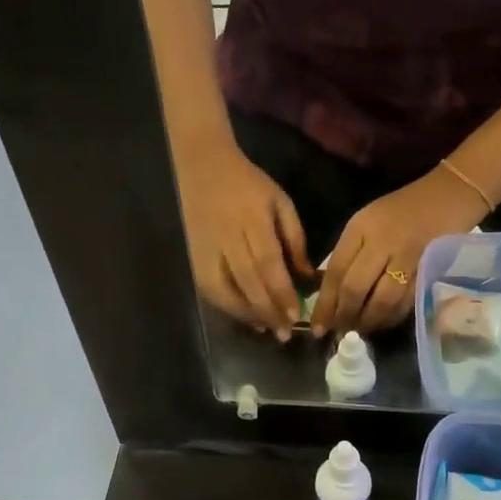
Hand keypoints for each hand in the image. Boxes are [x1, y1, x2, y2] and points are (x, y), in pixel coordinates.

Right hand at [175, 138, 311, 336]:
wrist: (204, 166)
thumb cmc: (249, 185)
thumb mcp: (280, 202)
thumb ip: (294, 239)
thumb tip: (307, 277)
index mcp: (253, 219)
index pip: (268, 262)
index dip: (282, 291)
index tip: (297, 315)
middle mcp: (227, 236)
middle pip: (247, 280)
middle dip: (267, 309)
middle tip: (284, 333)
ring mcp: (206, 248)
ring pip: (224, 288)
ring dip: (246, 313)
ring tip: (266, 328)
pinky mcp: (193, 256)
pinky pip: (209, 288)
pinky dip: (227, 306)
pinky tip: (245, 317)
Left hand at [314, 168, 484, 334]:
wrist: (447, 196)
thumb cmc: (399, 210)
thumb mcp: (365, 222)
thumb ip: (348, 254)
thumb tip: (331, 294)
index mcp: (361, 228)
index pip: (336, 272)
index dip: (325, 304)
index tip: (317, 327)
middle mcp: (382, 243)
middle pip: (356, 289)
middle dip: (344, 317)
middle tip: (338, 334)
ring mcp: (407, 258)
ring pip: (382, 301)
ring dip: (368, 322)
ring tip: (359, 332)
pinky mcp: (428, 271)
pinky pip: (406, 302)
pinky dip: (391, 318)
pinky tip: (382, 324)